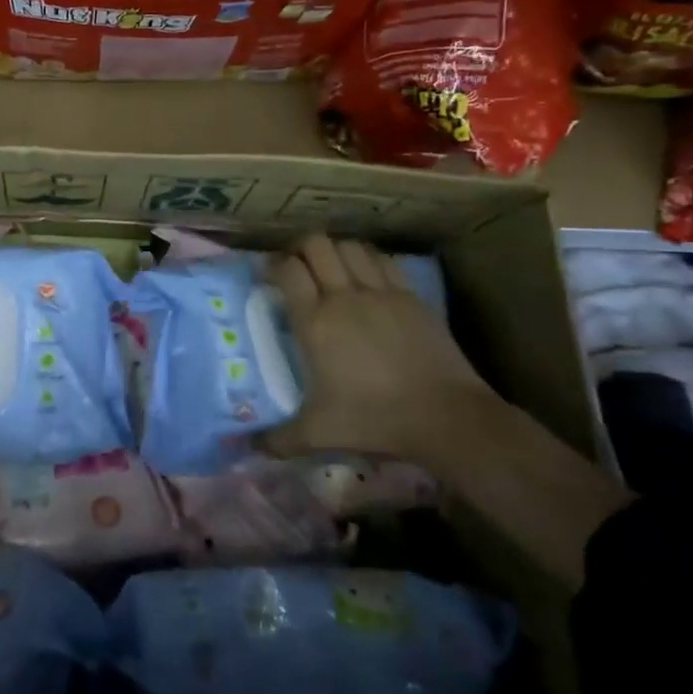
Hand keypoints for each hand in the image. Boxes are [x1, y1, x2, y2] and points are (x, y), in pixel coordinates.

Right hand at [268, 235, 631, 586]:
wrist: (445, 416)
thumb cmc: (374, 419)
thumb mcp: (318, 433)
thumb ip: (277, 439)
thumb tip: (247, 448)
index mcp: (315, 322)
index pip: (287, 270)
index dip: (273, 266)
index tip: (269, 277)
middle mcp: (344, 296)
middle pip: (316, 245)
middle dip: (300, 248)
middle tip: (297, 267)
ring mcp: (381, 292)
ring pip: (349, 246)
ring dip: (335, 251)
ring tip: (331, 268)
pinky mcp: (410, 296)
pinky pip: (382, 260)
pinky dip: (367, 259)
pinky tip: (365, 276)